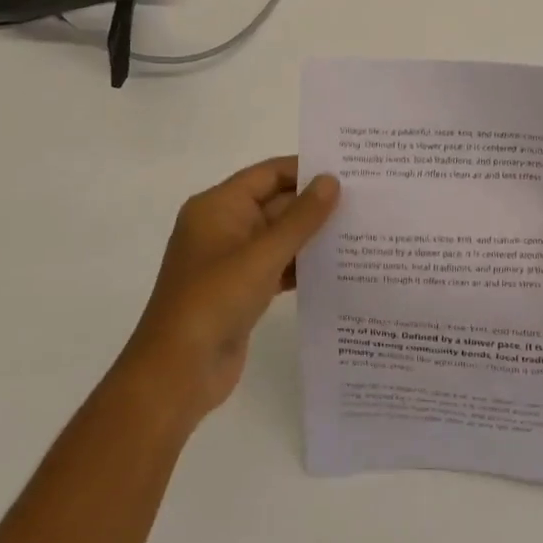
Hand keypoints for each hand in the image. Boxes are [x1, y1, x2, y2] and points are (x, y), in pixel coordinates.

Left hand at [118, 157, 339, 429]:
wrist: (178, 373)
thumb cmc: (215, 300)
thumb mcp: (262, 255)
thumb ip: (300, 218)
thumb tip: (331, 180)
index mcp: (218, 206)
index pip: (268, 174)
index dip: (305, 169)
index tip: (348, 169)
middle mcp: (223, 226)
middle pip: (275, 203)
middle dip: (314, 204)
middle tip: (364, 201)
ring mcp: (231, 261)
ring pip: (279, 236)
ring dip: (312, 236)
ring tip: (360, 231)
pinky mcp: (241, 290)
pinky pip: (277, 265)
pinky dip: (302, 265)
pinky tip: (338, 268)